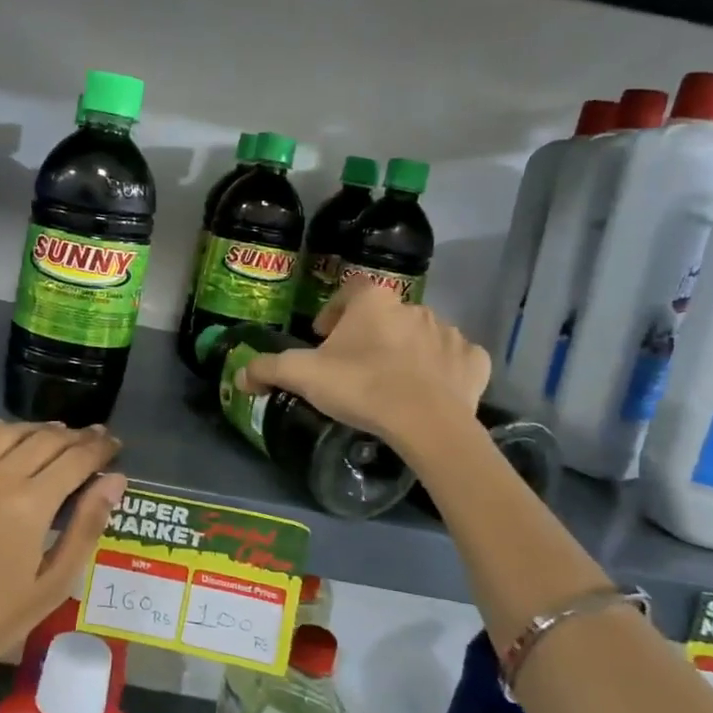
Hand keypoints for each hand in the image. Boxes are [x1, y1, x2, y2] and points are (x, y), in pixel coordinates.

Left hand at [0, 420, 126, 712]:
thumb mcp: (55, 583)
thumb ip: (87, 526)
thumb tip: (115, 479)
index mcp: (29, 507)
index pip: (76, 459)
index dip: (100, 448)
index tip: (113, 444)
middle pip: (44, 439)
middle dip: (75, 436)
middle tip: (90, 439)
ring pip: (4, 431)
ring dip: (34, 429)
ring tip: (50, 436)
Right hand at [236, 283, 488, 455]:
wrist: (427, 422)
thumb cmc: (362, 387)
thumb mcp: (304, 376)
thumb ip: (269, 369)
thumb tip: (239, 375)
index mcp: (374, 302)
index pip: (350, 290)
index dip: (333, 310)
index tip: (323, 336)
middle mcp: (414, 307)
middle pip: (384, 316)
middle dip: (370, 335)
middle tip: (353, 366)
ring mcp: (449, 333)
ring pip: (420, 336)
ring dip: (406, 350)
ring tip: (391, 381)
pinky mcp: (473, 361)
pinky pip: (454, 359)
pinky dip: (442, 369)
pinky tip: (431, 389)